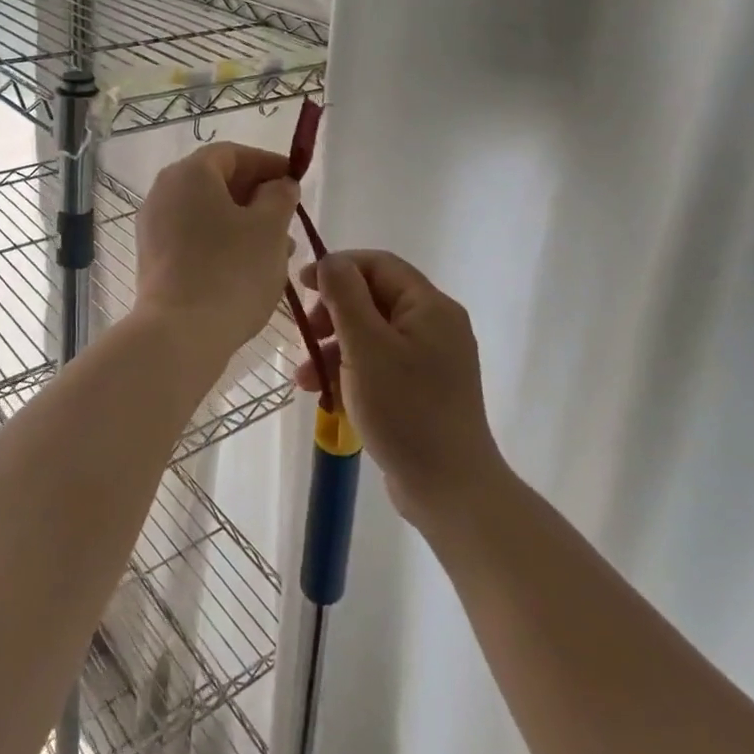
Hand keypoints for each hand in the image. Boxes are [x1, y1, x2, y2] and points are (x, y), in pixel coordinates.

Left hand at [133, 143, 299, 363]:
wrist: (179, 334)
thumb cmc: (231, 271)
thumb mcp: (270, 228)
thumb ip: (279, 196)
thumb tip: (278, 185)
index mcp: (189, 173)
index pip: (233, 153)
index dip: (267, 164)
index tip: (296, 181)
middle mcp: (164, 191)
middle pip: (217, 182)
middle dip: (257, 197)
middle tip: (289, 220)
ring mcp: (153, 226)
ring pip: (207, 213)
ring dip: (243, 223)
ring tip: (278, 251)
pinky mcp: (153, 258)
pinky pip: (193, 237)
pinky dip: (221, 242)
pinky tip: (247, 268)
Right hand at [294, 251, 505, 529]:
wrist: (451, 491)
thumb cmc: (406, 410)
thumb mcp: (366, 347)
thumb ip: (345, 297)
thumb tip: (330, 261)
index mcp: (430, 307)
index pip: (378, 265)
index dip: (338, 267)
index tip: (302, 285)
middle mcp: (435, 326)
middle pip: (373, 299)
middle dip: (332, 314)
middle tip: (305, 334)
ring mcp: (430, 360)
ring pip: (371, 334)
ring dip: (333, 348)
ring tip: (304, 377)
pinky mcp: (421, 390)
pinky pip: (379, 364)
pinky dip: (350, 371)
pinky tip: (323, 393)